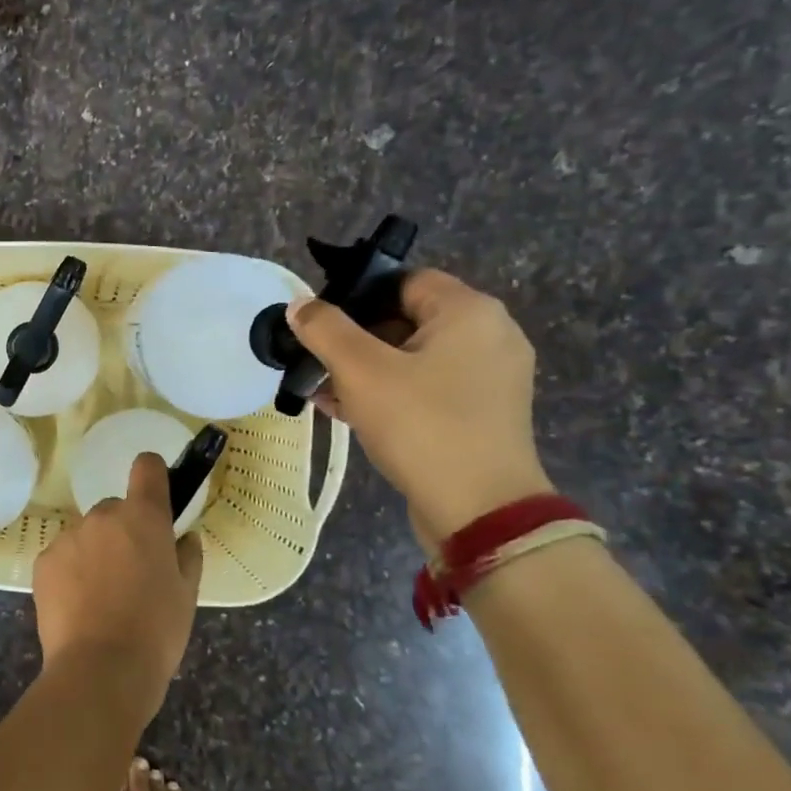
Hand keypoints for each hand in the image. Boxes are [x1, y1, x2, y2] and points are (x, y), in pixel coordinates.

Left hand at [32, 453, 201, 716]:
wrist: (100, 669)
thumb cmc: (156, 631)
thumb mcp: (187, 595)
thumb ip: (187, 556)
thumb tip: (183, 538)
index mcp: (143, 518)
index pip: (147, 468)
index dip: (153, 473)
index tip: (156, 492)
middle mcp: (102, 516)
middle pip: (115, 510)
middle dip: (124, 531)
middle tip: (132, 573)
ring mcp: (68, 537)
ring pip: (86, 535)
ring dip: (95, 552)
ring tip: (102, 598)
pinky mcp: (43, 561)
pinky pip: (63, 556)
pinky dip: (71, 572)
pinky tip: (79, 606)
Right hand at [287, 269, 552, 541]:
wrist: (479, 509)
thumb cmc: (420, 425)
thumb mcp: (360, 371)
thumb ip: (324, 329)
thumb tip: (300, 305)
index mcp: (469, 312)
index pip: (403, 280)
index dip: (356, 296)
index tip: (319, 324)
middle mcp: (489, 335)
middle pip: (406, 319)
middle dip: (354, 340)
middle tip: (315, 362)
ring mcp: (489, 377)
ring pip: (412, 357)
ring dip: (365, 370)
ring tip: (322, 392)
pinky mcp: (482, 412)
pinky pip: (427, 386)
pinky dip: (390, 392)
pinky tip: (347, 412)